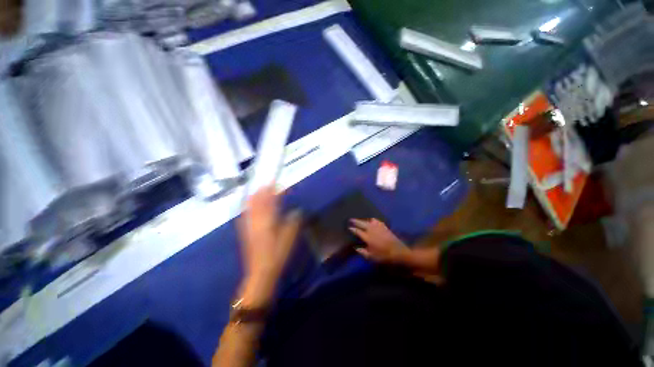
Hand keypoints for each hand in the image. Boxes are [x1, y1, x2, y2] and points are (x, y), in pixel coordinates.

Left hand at [237, 186, 300, 305]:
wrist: (260, 272)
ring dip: (255, 197)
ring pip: (250, 207)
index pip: (271, 202)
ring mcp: (248, 226)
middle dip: (263, 191)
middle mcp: (256, 221)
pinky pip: (245, 215)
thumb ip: (293, 222)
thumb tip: (297, 211)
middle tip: (268, 184)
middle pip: (258, 202)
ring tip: (259, 190)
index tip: (280, 185)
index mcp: (268, 221)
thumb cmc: (277, 254)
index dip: (276, 192)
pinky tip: (249, 206)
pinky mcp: (245, 232)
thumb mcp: (289, 238)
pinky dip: (248, 207)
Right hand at [349, 219, 409, 263]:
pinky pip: (376, 221)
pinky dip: (372, 220)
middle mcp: (372, 230)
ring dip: (364, 220)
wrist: (398, 252)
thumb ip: (362, 252)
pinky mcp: (384, 227)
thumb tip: (355, 248)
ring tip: (361, 221)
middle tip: (351, 219)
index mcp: (367, 237)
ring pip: (368, 221)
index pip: (357, 231)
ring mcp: (378, 227)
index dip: (353, 229)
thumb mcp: (371, 257)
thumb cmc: (384, 256)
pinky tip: (372, 221)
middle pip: (362, 223)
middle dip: (356, 221)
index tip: (349, 227)